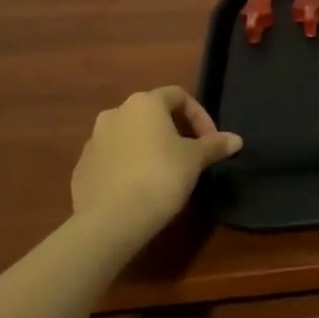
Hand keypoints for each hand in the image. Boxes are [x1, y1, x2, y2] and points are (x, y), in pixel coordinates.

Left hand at [70, 87, 241, 233]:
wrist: (110, 221)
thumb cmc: (160, 176)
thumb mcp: (195, 159)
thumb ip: (215, 145)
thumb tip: (236, 140)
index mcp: (144, 103)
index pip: (178, 96)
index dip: (199, 115)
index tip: (210, 140)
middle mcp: (115, 114)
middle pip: (151, 115)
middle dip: (173, 131)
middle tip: (189, 155)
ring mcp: (93, 141)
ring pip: (130, 136)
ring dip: (149, 148)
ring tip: (165, 173)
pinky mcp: (81, 168)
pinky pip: (112, 159)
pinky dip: (128, 166)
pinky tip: (140, 189)